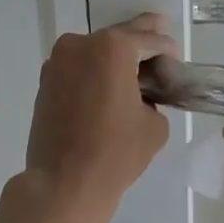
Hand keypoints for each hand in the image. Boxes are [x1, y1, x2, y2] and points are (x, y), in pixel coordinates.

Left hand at [25, 14, 175, 220]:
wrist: (64, 183)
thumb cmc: (116, 152)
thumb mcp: (155, 124)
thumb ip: (155, 98)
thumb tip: (142, 97)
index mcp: (112, 48)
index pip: (150, 39)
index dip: (168, 50)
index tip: (177, 63)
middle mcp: (80, 44)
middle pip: (120, 39)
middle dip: (142, 45)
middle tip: (162, 42)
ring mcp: (58, 62)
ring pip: (97, 53)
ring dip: (117, 60)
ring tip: (137, 77)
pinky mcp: (46, 82)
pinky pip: (80, 69)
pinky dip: (97, 74)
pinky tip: (111, 90)